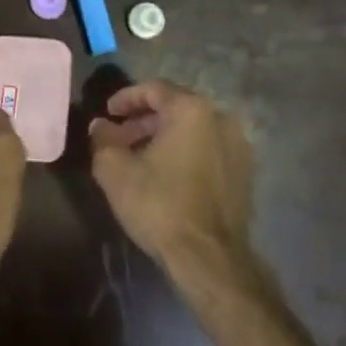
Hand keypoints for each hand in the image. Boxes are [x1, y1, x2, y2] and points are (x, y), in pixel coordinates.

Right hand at [89, 80, 259, 284]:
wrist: (208, 256)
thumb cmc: (158, 205)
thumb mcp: (115, 171)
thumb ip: (103, 140)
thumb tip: (100, 125)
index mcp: (192, 110)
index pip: (154, 89)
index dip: (125, 98)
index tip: (107, 113)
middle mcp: (221, 119)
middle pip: (175, 108)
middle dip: (143, 120)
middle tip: (118, 139)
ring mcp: (238, 146)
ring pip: (193, 130)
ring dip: (164, 137)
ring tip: (138, 159)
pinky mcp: (244, 173)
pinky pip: (207, 150)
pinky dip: (184, 153)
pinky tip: (165, 175)